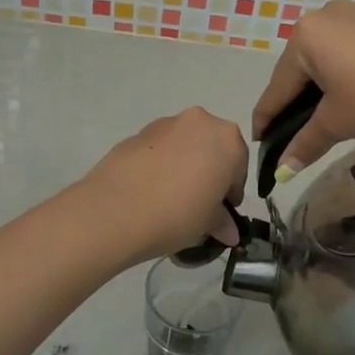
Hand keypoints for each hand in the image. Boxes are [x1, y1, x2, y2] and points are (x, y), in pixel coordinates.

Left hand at [80, 108, 247, 262]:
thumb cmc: (177, 214)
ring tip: (170, 199)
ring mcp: (164, 124)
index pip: (239, 166)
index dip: (231, 192)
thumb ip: (222, 222)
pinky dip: (160, 165)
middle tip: (198, 204)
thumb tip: (229, 232)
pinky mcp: (136, 134)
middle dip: (209, 173)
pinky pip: (159, 150)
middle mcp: (199, 122)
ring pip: (184, 145)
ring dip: (184, 166)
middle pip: (212, 148)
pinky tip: (149, 192)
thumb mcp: (207, 224)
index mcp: (227, 139)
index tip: (222, 213)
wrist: (115, 210)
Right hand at [252, 1, 354, 171]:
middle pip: (303, 67)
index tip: (260, 142)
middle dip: (297, 100)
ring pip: (332, 54)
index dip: (266, 119)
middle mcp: (328, 14)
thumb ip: (304, 144)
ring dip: (327, 83)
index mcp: (306, 36)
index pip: (277, 87)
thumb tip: (281, 172)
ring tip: (333, 112)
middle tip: (296, 131)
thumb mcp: (338, 124)